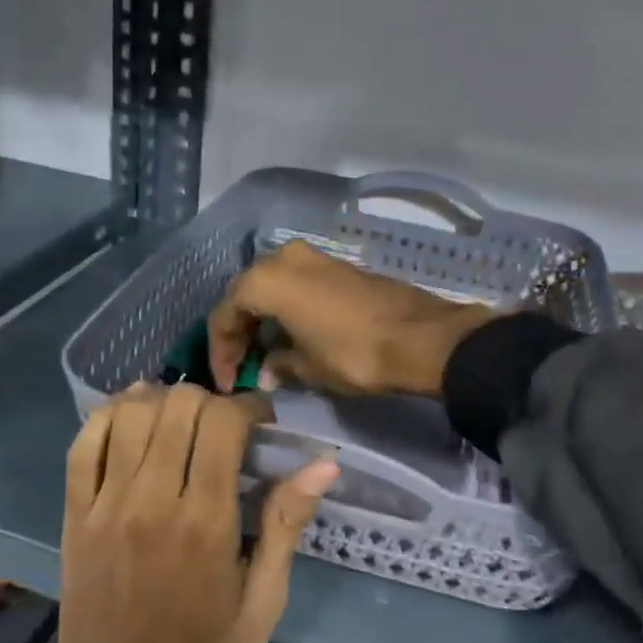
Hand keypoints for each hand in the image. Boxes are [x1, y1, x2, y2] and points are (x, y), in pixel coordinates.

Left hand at [46, 384, 338, 642]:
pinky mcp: (73, 517)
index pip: (223, 424)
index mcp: (206, 525)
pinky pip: (83, 445)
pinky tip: (131, 420)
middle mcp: (151, 503)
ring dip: (161, 400)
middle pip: (177, 406)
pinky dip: (108, 417)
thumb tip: (322, 463)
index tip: (261, 422)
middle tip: (224, 427)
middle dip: (210, 401)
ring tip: (181, 420)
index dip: (248, 407)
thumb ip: (285, 525)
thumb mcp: (262, 603)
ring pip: (129, 414)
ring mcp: (105, 507)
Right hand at [207, 240, 496, 396]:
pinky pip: (296, 285)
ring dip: (263, 319)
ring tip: (264, 354)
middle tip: (241, 367)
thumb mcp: (308, 368)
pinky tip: (291, 336)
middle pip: (245, 295)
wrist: (421, 338)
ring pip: (271, 287)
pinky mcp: (336, 266)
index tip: (227, 383)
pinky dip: (286, 309)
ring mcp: (313, 258)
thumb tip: (266, 372)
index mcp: (266, 280)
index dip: (221, 353)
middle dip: (239, 332)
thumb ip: (278, 365)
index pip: (225, 315)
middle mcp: (283, 259)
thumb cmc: (354, 354)